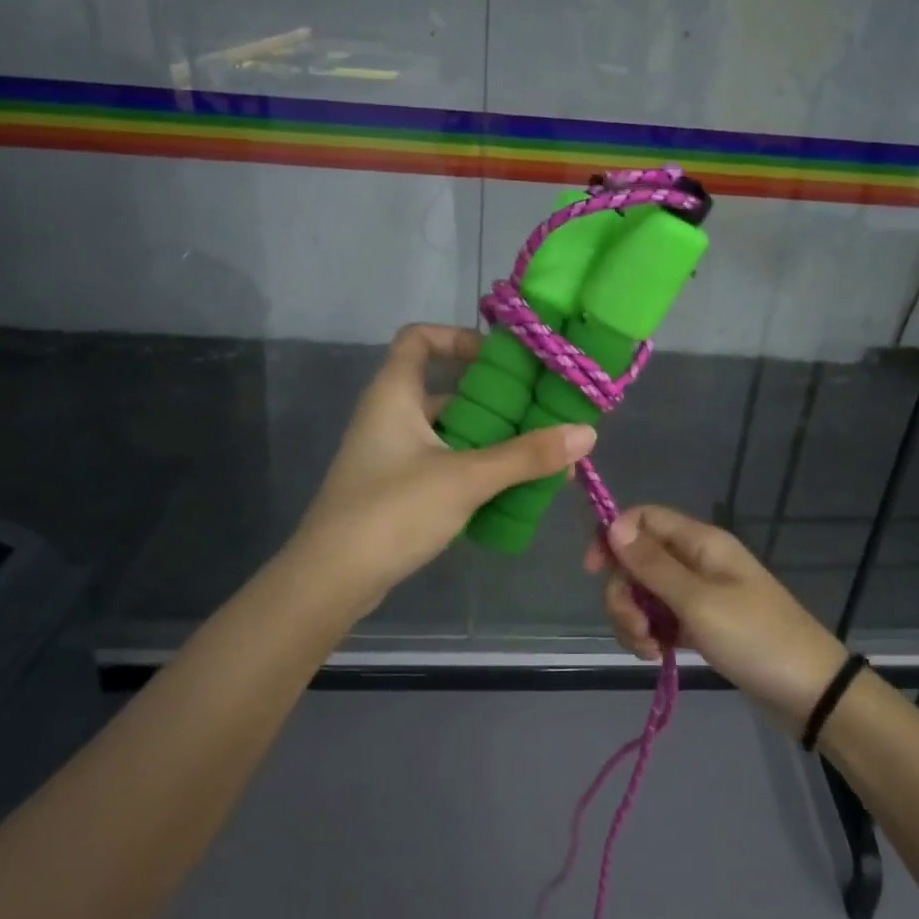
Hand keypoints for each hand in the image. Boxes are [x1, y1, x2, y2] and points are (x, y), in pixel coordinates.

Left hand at [294, 324, 594, 615]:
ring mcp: (391, 456)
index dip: (458, 337)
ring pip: (448, 433)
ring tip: (537, 454)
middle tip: (539, 411)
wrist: (331, 580)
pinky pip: (443, 466)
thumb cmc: (392, 511)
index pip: (419, 338)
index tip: (502, 360)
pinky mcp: (396, 492)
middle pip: (445, 390)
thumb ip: (525, 456)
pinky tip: (510, 490)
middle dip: (494, 400)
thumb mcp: (465, 478)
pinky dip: (474, 471)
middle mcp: (389, 417)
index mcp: (394, 395)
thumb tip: (587, 433)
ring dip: (490, 441)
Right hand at [585, 506, 848, 726]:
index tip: (594, 572)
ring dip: (634, 620)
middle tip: (637, 630)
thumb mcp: (697, 600)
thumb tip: (613, 524)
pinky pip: (660, 619)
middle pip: (636, 561)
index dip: (613, 537)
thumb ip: (652, 564)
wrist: (808, 690)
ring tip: (650, 650)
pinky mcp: (699, 624)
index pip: (643, 518)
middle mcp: (695, 561)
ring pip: (644, 593)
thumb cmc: (754, 638)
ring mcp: (697, 594)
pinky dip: (651, 635)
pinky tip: (658, 656)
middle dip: (624, 595)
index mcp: (699, 542)